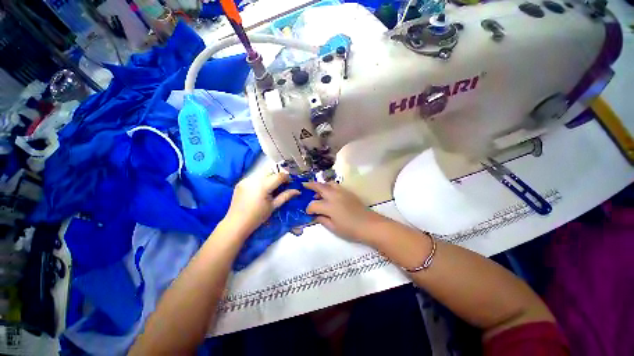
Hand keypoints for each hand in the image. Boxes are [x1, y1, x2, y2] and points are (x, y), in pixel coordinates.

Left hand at [224, 172, 299, 234]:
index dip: (287, 178)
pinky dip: (260, 180)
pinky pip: (254, 177)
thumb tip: (298, 191)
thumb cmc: (257, 217)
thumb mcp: (274, 206)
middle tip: (281, 186)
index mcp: (263, 186)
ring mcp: (246, 179)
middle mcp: (254, 179)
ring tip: (270, 188)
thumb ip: (286, 196)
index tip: (290, 183)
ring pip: (262, 173)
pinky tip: (260, 190)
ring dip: (269, 177)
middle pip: (271, 171)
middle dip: (277, 176)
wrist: (236, 223)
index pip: (279, 175)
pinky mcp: (241, 182)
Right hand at [304, 182, 381, 242]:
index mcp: (329, 206)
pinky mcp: (348, 192)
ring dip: (321, 185)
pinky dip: (330, 187)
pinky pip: (336, 186)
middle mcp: (334, 195)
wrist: (369, 225)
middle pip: (319, 187)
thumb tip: (315, 215)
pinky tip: (330, 194)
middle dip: (310, 185)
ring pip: (328, 183)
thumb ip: (322, 220)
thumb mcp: (333, 228)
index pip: (313, 204)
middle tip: (304, 185)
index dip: (309, 209)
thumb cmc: (350, 229)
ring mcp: (342, 192)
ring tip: (318, 191)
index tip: (308, 212)